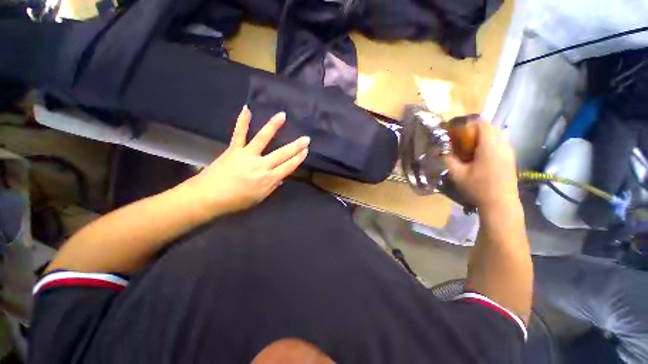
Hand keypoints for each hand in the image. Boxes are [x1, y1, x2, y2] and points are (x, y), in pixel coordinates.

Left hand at [182, 106, 309, 218]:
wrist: (208, 197)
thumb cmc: (236, 201)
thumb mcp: (259, 198)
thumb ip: (272, 187)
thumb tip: (282, 178)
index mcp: (268, 179)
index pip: (288, 167)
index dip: (298, 158)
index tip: (306, 150)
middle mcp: (261, 165)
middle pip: (282, 154)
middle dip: (296, 146)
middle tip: (306, 138)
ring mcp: (247, 155)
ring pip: (263, 139)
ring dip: (274, 126)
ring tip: (282, 115)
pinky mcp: (234, 149)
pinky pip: (239, 134)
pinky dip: (242, 121)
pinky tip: (246, 109)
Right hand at [443, 120, 519, 211]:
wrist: (500, 204)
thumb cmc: (478, 188)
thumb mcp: (457, 174)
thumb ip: (448, 159)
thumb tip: (440, 150)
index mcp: (489, 146)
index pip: (482, 123)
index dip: (468, 122)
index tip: (456, 128)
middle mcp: (502, 145)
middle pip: (490, 127)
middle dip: (475, 128)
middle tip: (461, 138)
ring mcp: (509, 151)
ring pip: (497, 134)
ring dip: (482, 136)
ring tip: (469, 146)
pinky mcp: (511, 158)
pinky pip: (500, 142)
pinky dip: (489, 142)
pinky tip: (479, 155)